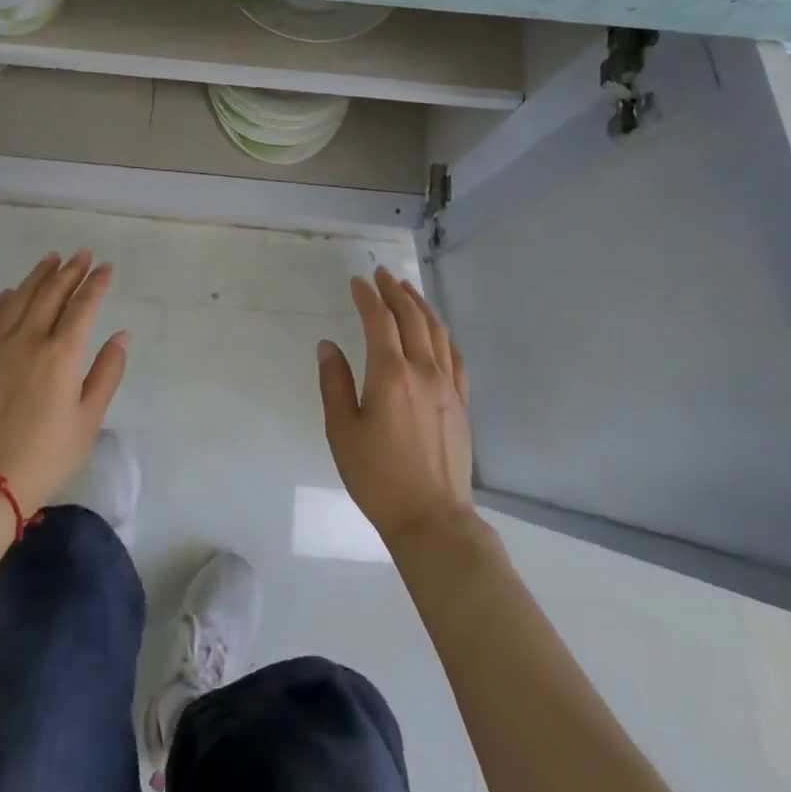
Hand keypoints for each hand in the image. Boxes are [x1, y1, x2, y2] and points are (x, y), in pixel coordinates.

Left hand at [0, 251, 129, 513]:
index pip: (83, 306)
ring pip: (19, 299)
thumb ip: (107, 373)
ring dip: (37, 276)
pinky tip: (10, 292)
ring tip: (51, 259)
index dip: (96, 284)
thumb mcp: (89, 419)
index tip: (106, 267)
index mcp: (61, 354)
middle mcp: (29, 341)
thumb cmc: (48, 455)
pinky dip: (3, 301)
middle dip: (69, 271)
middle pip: (50, 294)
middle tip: (82, 255)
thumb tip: (120, 336)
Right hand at [318, 268, 474, 547]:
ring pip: (438, 332)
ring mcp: (448, 386)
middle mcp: (423, 372)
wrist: (432, 517)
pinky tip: (438, 331)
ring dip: (421, 306)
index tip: (357, 282)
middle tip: (383, 274)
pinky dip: (444, 335)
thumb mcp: (342, 431)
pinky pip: (456, 357)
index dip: (368, 297)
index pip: (380, 321)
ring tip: (408, 290)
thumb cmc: (377, 477)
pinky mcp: (462, 403)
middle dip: (396, 292)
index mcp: (390, 375)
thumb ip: (334, 383)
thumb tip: (328, 345)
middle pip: (412, 318)